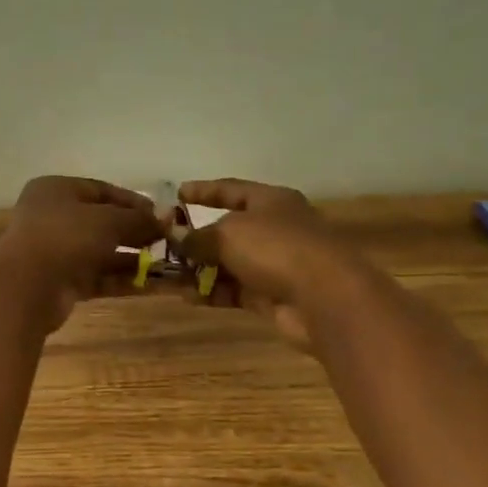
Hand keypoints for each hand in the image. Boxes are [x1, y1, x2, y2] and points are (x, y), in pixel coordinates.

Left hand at [0, 176, 163, 332]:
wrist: (27, 286)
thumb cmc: (66, 236)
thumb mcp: (108, 220)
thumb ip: (139, 219)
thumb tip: (167, 217)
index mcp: (57, 190)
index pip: (101, 190)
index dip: (133, 202)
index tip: (162, 215)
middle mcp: (53, 217)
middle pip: (102, 222)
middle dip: (136, 232)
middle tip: (167, 241)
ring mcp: (56, 251)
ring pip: (101, 252)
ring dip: (133, 258)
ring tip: (167, 265)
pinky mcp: (61, 282)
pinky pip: (98, 276)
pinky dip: (122, 279)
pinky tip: (152, 285)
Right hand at [175, 178, 369, 348]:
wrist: (324, 298)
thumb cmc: (276, 249)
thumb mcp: (228, 234)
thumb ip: (197, 237)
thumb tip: (175, 237)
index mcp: (271, 201)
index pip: (231, 189)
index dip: (203, 190)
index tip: (176, 193)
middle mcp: (275, 228)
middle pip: (228, 230)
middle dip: (195, 238)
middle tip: (163, 245)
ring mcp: (276, 264)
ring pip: (229, 263)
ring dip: (199, 270)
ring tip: (166, 276)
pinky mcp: (272, 296)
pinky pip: (235, 290)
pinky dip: (212, 292)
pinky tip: (186, 297)